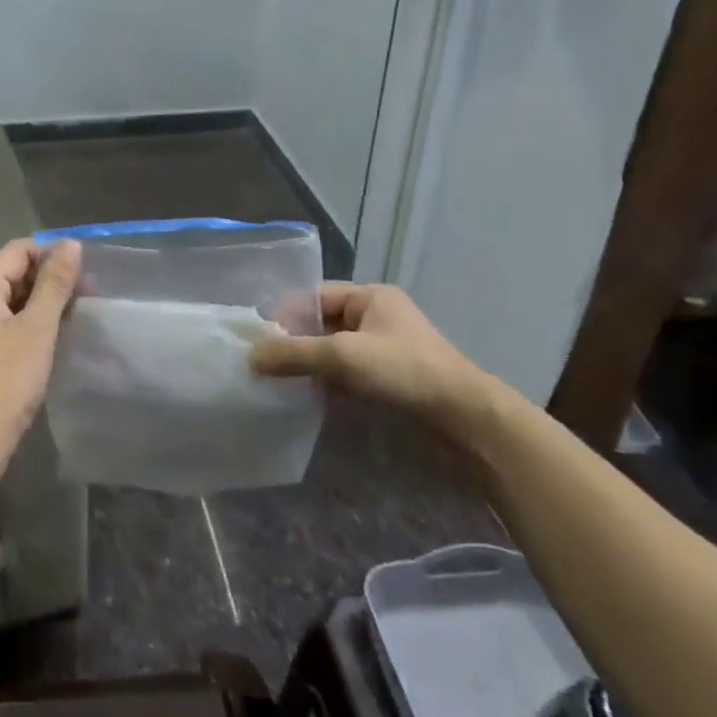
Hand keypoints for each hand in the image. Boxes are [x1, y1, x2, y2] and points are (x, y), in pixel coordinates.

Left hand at [0, 238, 81, 463]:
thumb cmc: (6, 382)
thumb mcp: (37, 329)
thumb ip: (54, 284)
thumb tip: (70, 244)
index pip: (18, 250)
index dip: (51, 253)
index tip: (85, 270)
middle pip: (12, 272)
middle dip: (49, 278)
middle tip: (86, 292)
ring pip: (11, 299)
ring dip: (41, 301)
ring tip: (75, 312)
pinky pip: (6, 322)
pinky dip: (29, 322)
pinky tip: (52, 336)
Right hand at [249, 282, 493, 428]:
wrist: (466, 420)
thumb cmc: (404, 371)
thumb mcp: (343, 356)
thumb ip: (294, 354)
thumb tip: (250, 357)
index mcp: (370, 296)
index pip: (315, 296)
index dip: (286, 315)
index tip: (260, 340)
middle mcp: (377, 316)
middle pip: (322, 323)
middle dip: (295, 342)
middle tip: (265, 363)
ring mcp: (385, 349)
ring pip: (333, 350)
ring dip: (310, 365)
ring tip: (280, 382)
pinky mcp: (390, 379)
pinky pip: (347, 373)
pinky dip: (327, 382)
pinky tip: (308, 396)